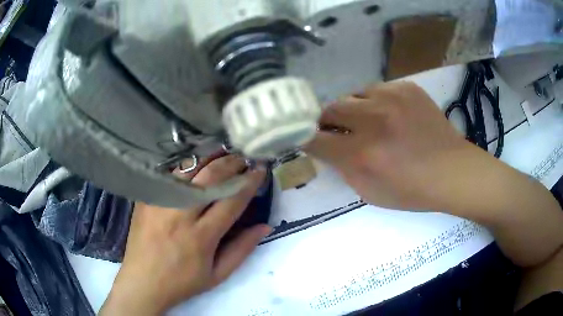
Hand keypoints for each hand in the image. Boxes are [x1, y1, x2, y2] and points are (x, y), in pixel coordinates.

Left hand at [100, 155, 270, 314]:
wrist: (142, 282)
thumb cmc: (182, 282)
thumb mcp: (217, 275)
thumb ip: (242, 249)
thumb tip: (265, 226)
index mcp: (201, 237)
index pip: (231, 200)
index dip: (249, 182)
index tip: (260, 169)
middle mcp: (180, 214)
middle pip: (211, 178)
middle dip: (233, 163)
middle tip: (245, 157)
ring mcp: (160, 202)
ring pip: (189, 169)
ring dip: (211, 158)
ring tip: (225, 152)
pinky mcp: (147, 198)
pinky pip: (169, 173)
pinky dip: (187, 164)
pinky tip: (197, 160)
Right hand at [306, 81, 473, 210]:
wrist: (451, 171)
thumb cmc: (411, 190)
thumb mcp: (369, 192)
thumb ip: (342, 168)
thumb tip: (327, 146)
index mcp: (362, 154)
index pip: (314, 139)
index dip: (306, 138)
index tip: (308, 139)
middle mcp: (373, 120)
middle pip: (329, 109)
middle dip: (327, 121)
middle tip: (338, 130)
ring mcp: (391, 98)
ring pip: (352, 95)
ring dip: (353, 110)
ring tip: (367, 121)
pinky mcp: (406, 87)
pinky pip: (376, 89)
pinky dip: (375, 102)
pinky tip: (389, 115)